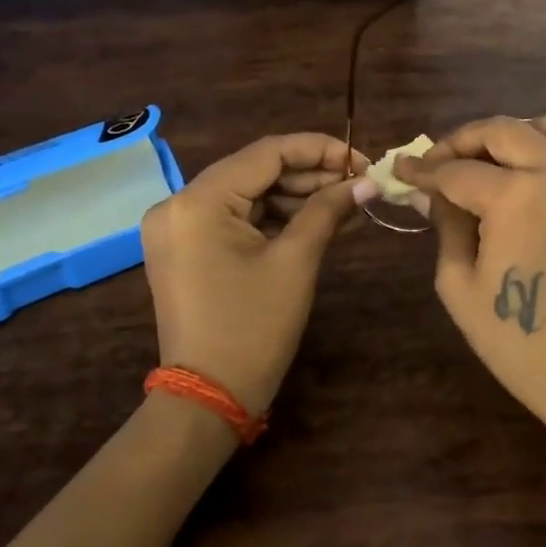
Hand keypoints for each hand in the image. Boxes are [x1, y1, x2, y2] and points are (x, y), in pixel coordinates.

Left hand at [140, 133, 368, 414]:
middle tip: (360, 182)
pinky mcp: (185, 248)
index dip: (319, 149)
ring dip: (296, 196)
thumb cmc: (254, 328)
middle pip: (255, 171)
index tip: (362, 158)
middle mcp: (178, 204)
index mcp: (198, 201)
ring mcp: (178, 227)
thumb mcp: (296, 261)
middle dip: (310, 174)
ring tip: (348, 202)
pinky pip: (235, 218)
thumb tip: (367, 179)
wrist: (209, 397)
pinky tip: (317, 219)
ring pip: (247, 194)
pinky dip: (274, 218)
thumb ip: (329, 209)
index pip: (266, 153)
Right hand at [399, 115, 545, 431]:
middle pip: (502, 130)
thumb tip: (430, 193)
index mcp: (516, 197)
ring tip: (480, 164)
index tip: (401, 169)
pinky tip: (517, 179)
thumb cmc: (518, 341)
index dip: (423, 170)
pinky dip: (539, 150)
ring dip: (506, 136)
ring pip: (544, 127)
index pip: (457, 170)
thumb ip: (446, 226)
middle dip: (462, 140)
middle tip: (437, 163)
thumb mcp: (460, 285)